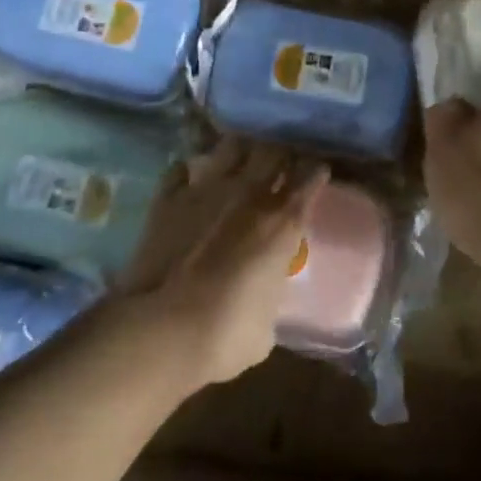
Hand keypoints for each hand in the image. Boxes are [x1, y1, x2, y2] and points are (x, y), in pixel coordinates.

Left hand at [119, 138, 329, 387]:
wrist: (163, 328)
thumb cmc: (226, 334)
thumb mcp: (267, 323)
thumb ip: (270, 292)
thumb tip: (262, 293)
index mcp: (283, 222)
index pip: (309, 178)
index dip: (315, 172)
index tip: (317, 171)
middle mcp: (249, 194)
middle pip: (273, 151)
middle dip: (280, 153)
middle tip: (280, 161)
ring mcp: (206, 189)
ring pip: (231, 146)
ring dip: (239, 151)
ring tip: (239, 158)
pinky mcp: (169, 197)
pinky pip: (182, 169)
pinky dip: (190, 171)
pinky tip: (191, 179)